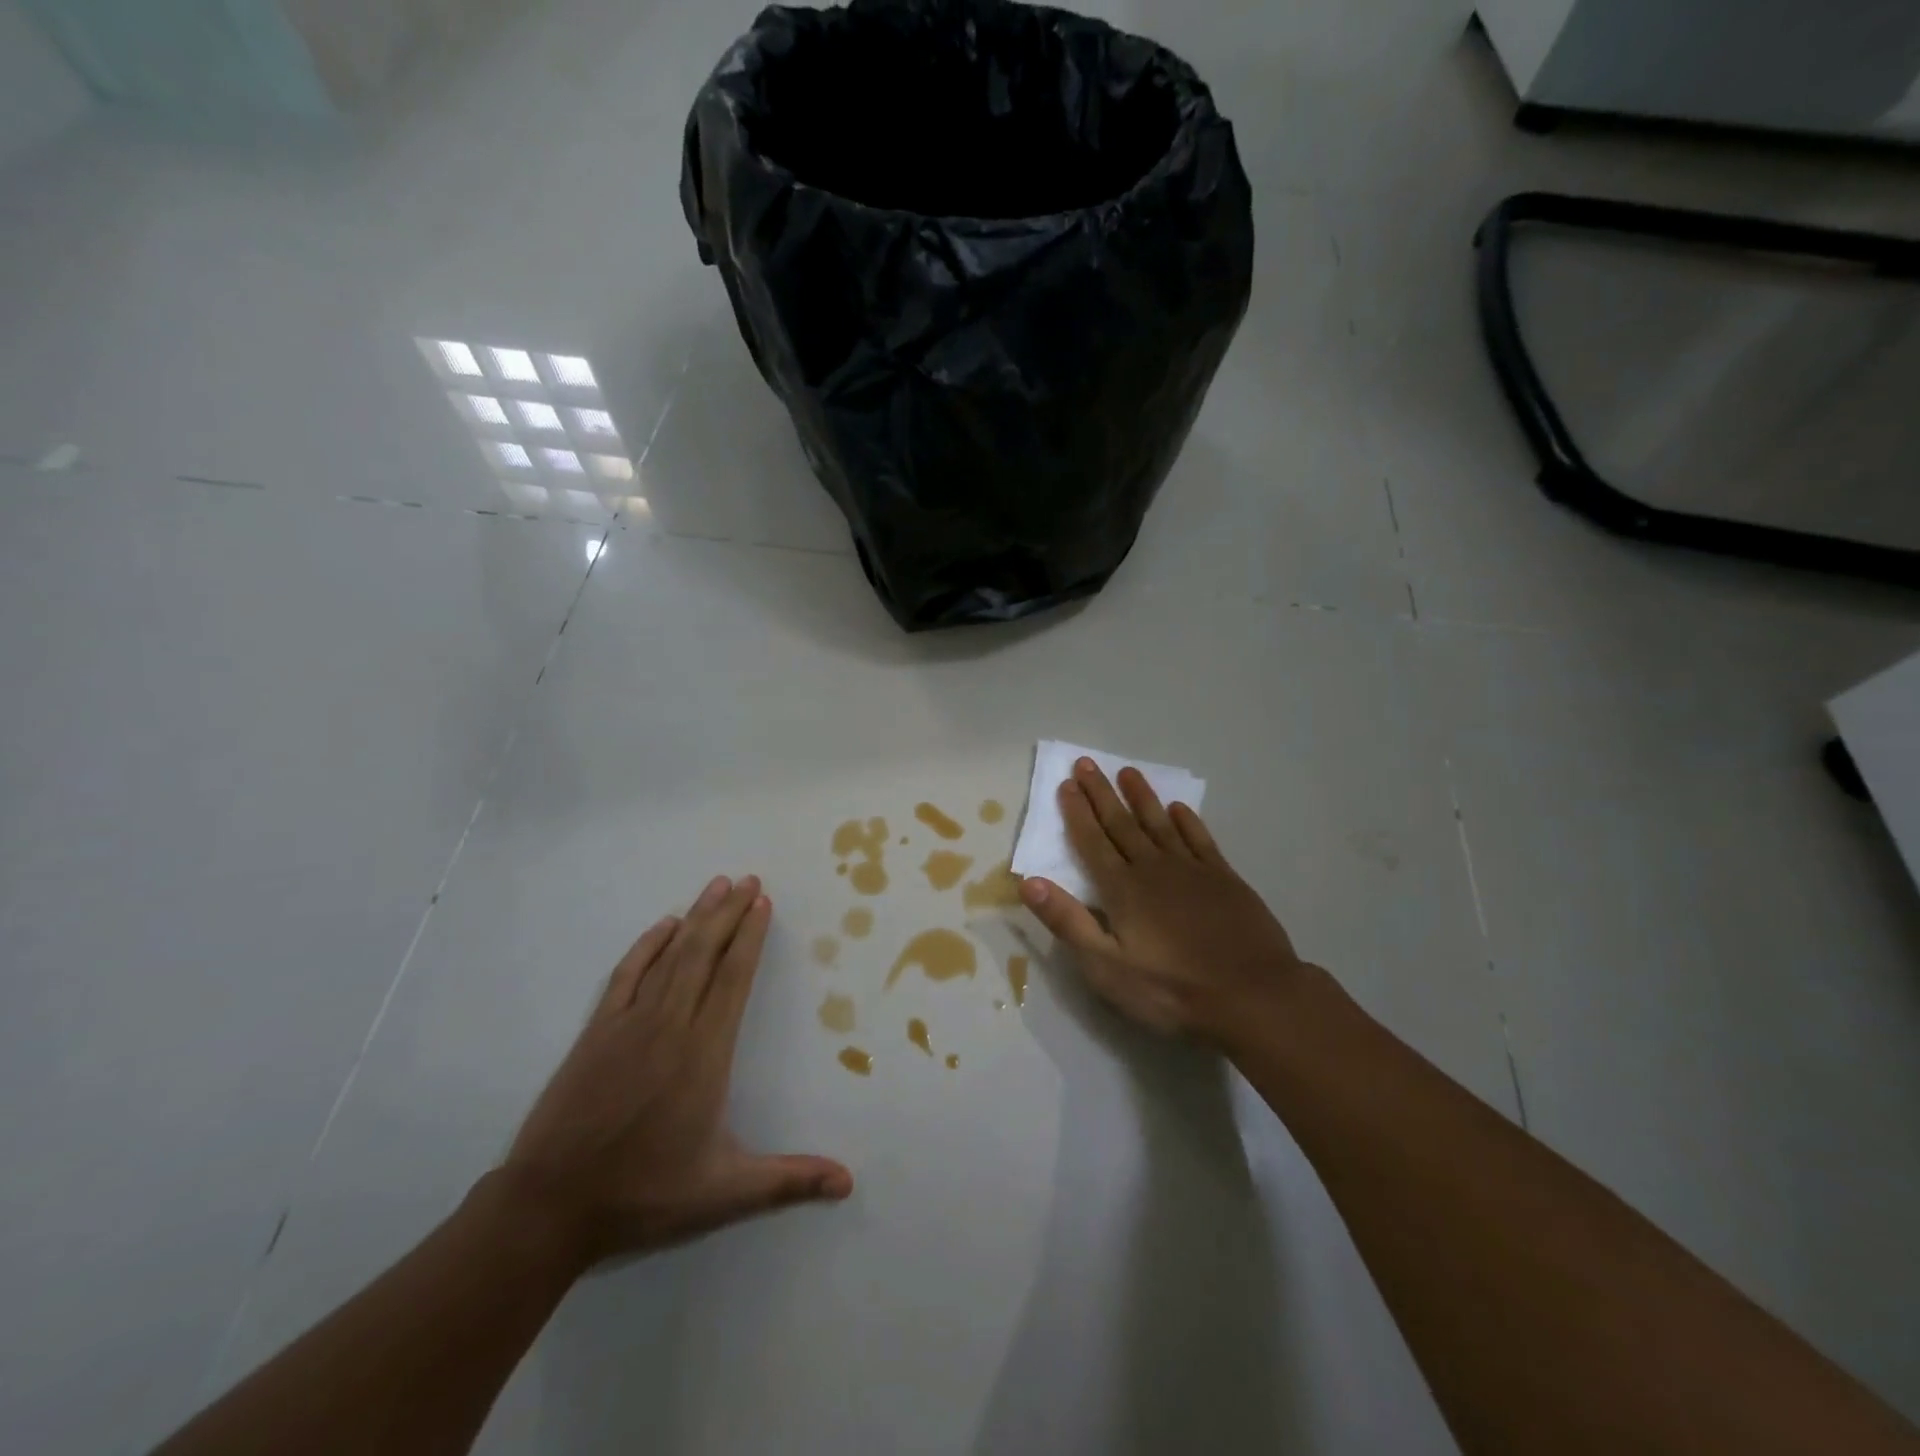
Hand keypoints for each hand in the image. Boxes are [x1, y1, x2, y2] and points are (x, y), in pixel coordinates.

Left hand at [500, 875, 851, 1268]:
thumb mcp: (723, 1193)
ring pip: (670, 956)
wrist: (549, 1206)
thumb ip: (787, 1181)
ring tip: (716, 886)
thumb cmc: (643, 1193)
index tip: (762, 903)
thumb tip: (847, 1182)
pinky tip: (662, 926)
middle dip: (729, 912)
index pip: (733, 979)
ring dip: (696, 918)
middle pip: (704, 954)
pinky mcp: (597, 1031)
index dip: (750, 938)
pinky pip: (627, 974)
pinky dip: (647, 945)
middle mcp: (670, 1025)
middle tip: (749, 879)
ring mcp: (629, 1023)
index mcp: (704, 1054)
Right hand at [1018, 759, 1308, 1045]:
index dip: (1077, 813)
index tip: (1066, 783)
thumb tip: (1029, 882)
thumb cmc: (1172, 989)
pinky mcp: (1224, 879)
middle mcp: (1153, 868)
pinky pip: (1199, 840)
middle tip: (1087, 763)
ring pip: (1159, 823)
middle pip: (1121, 824)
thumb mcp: (1107, 968)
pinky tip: (1178, 808)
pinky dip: (1187, 821)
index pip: (1092, 842)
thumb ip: (1068, 922)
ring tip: (1127, 771)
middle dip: (1101, 793)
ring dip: (1141, 797)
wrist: (1253, 995)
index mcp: (1122, 889)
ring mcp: (1192, 870)